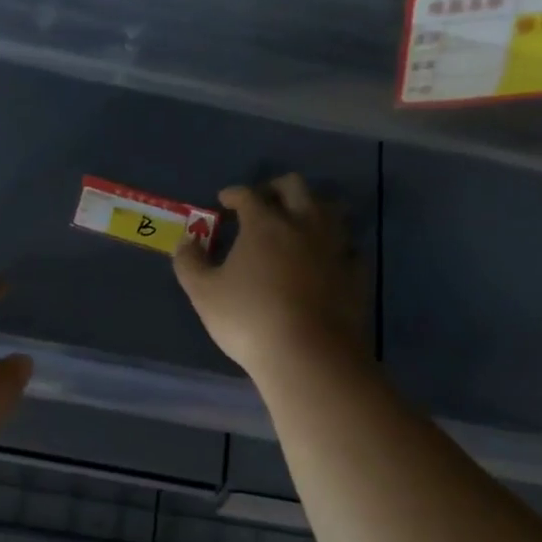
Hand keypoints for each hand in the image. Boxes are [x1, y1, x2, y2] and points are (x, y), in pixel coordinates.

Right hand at [174, 174, 366, 378]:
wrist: (309, 353)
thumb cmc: (248, 319)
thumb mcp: (203, 293)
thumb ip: (189, 262)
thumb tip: (186, 242)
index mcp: (264, 224)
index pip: (248, 194)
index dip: (233, 194)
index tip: (224, 201)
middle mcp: (304, 224)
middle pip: (295, 187)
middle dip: (275, 188)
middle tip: (262, 201)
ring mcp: (335, 246)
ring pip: (329, 209)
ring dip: (310, 208)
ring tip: (297, 223)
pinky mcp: (356, 271)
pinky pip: (347, 245)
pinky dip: (334, 244)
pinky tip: (325, 258)